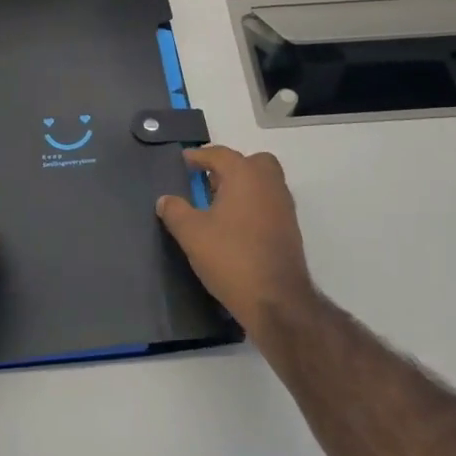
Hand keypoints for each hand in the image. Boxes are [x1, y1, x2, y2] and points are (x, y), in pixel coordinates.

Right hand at [156, 146, 316, 333]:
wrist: (276, 300)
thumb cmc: (231, 257)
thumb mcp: (192, 234)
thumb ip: (175, 211)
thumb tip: (165, 200)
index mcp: (245, 175)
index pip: (220, 154)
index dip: (199, 156)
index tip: (184, 160)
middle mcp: (269, 184)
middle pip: (252, 162)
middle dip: (230, 167)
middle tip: (209, 181)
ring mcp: (284, 207)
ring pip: (264, 182)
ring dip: (243, 186)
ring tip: (218, 204)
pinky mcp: (290, 229)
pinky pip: (269, 203)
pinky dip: (253, 204)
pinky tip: (236, 225)